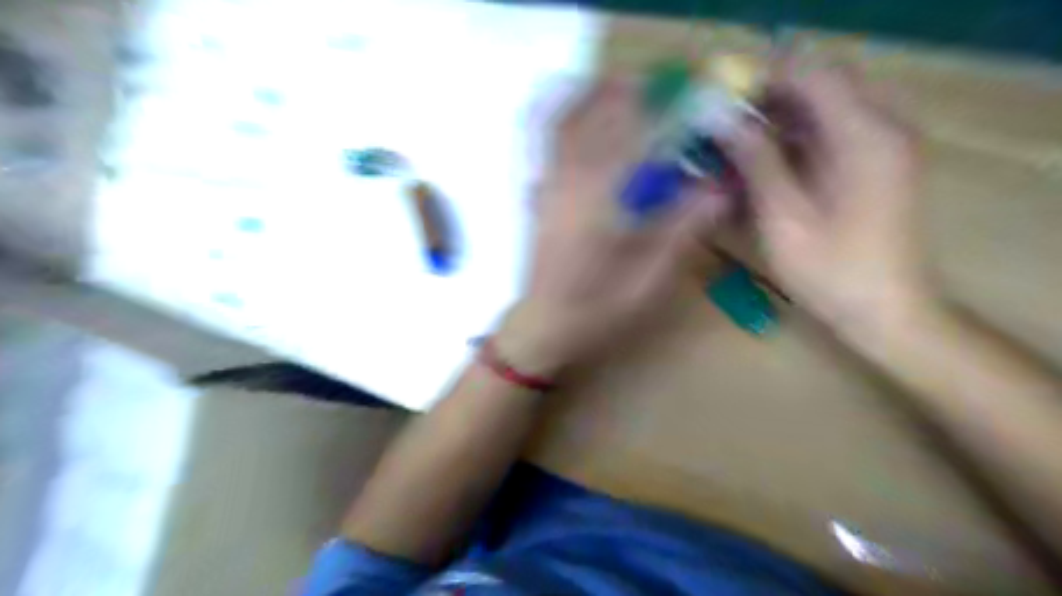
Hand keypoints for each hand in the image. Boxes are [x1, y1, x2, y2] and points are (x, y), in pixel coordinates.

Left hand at [500, 81, 731, 373]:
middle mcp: (570, 181)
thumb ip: (681, 229)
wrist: (543, 323)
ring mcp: (548, 184)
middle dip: (626, 93)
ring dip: (594, 99)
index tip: (689, 97)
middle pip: (595, 116)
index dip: (664, 109)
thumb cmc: (598, 308)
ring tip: (623, 91)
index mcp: (600, 200)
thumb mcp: (648, 277)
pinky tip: (585, 121)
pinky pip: (551, 143)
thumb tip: (717, 188)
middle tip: (658, 87)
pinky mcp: (539, 194)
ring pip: (567, 122)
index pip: (635, 135)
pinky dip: (568, 119)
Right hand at [731, 66, 932, 334]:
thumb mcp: (784, 216)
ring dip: (777, 121)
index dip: (761, 79)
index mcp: (863, 135)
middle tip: (723, 127)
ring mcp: (882, 146)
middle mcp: (881, 127)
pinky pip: (831, 135)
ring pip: (824, 110)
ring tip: (734, 148)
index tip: (719, 103)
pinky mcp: (876, 166)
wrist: (887, 312)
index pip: (811, 73)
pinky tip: (763, 167)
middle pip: (820, 85)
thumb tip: (721, 119)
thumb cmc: (831, 270)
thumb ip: (755, 160)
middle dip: (767, 100)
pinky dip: (794, 142)